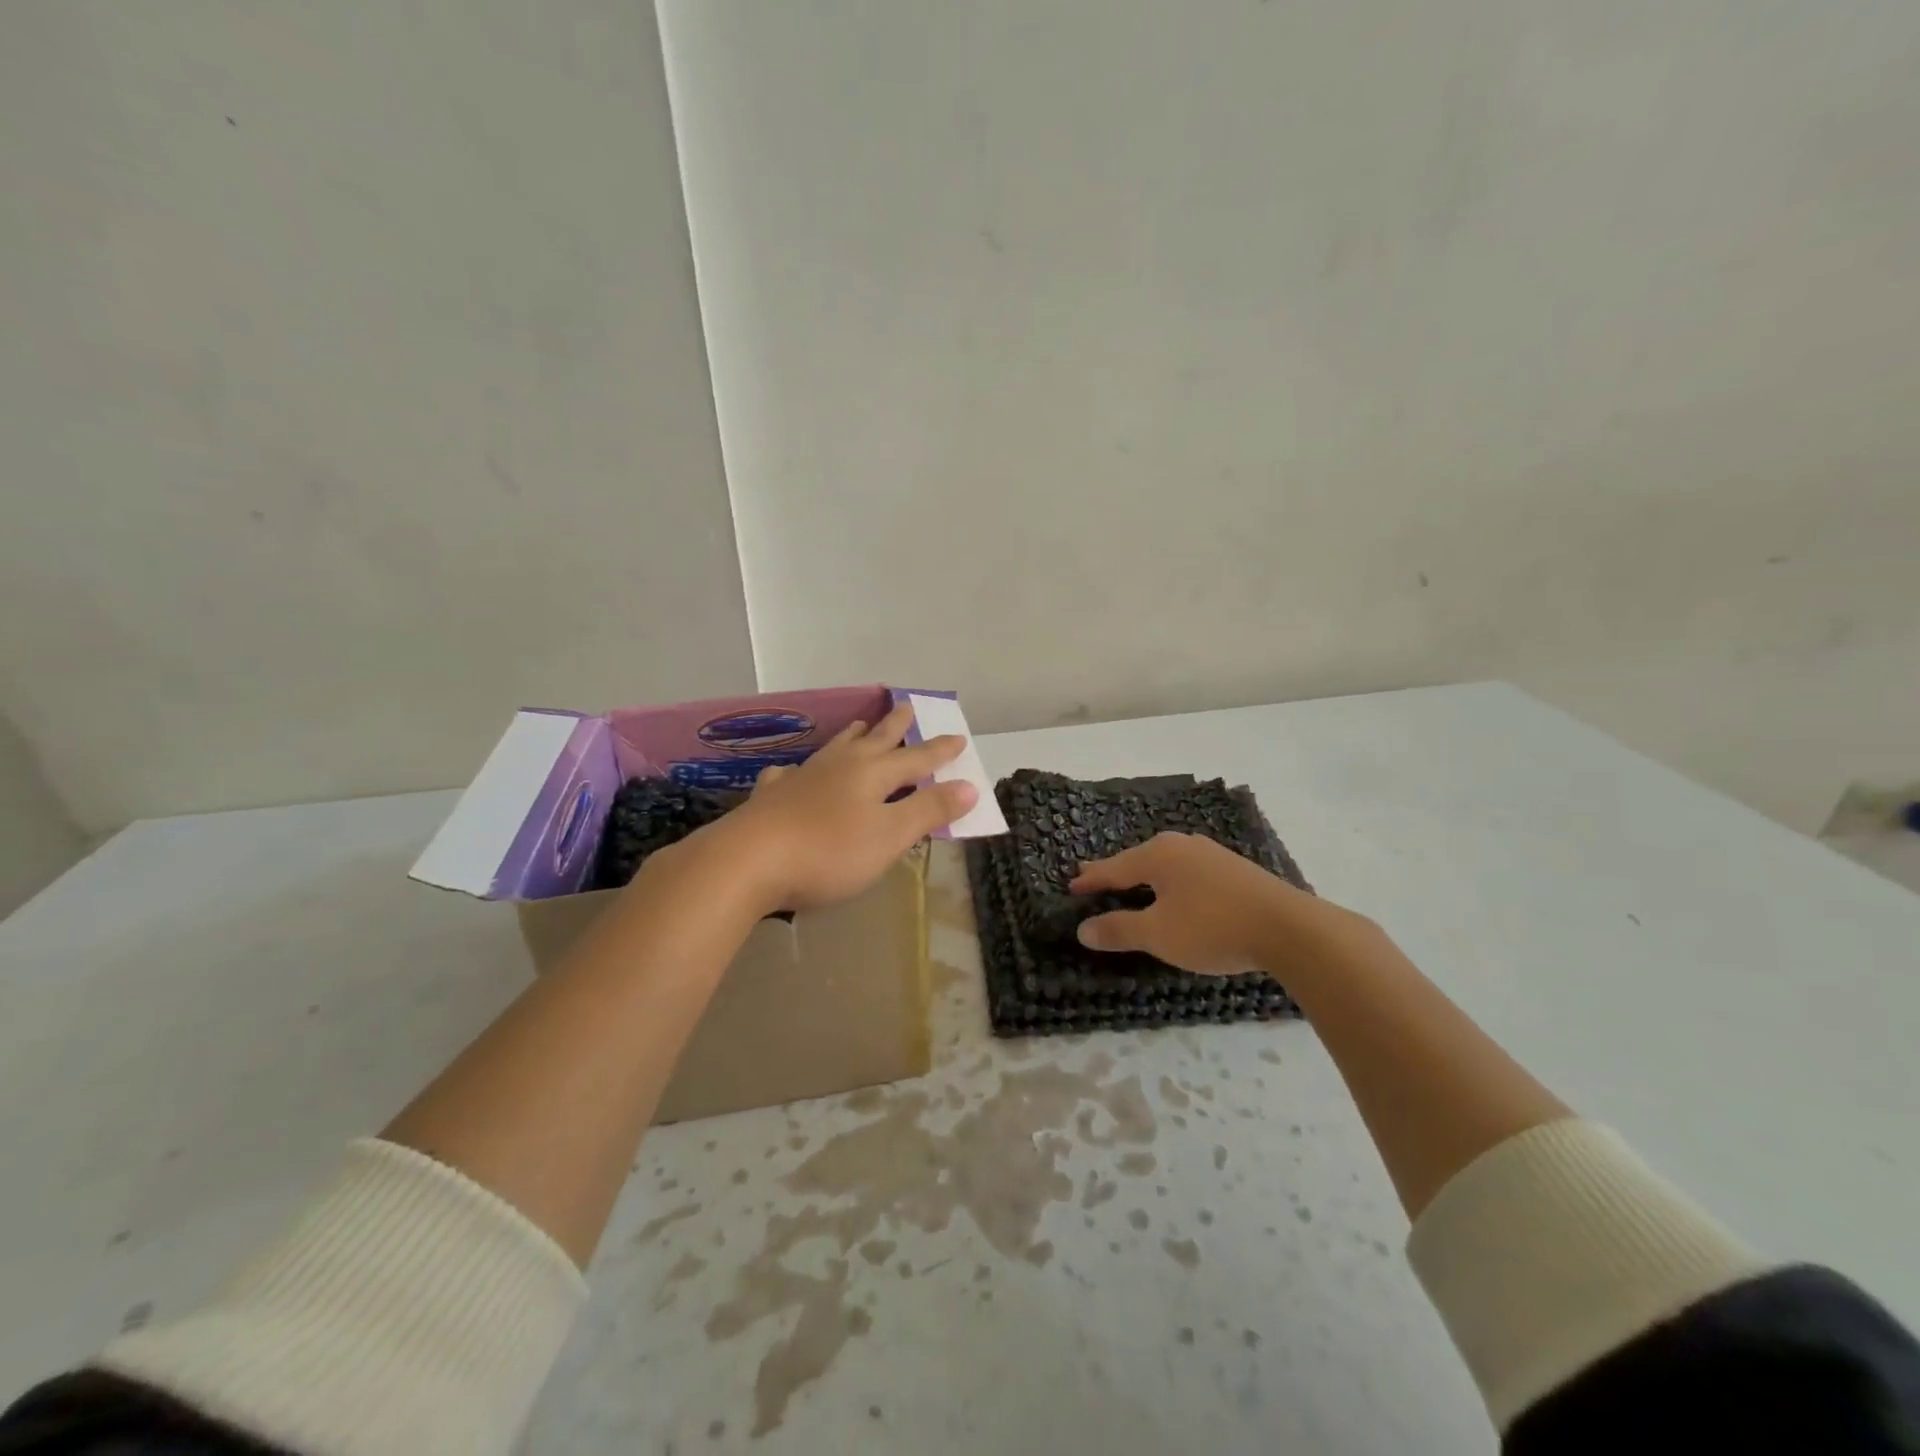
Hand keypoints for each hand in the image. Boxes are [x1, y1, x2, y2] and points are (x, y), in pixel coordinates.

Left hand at [694, 702, 976, 912]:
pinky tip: (790, 772)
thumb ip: (928, 810)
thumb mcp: (889, 836)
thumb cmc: (828, 852)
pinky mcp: (771, 797)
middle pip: (875, 741)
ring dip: (852, 737)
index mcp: (872, 774)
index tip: (959, 737)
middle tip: (906, 707)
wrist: (747, 862)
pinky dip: (797, 770)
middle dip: (895, 727)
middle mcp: (839, 767)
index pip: (916, 759)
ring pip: (834, 749)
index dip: (939, 751)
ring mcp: (801, 779)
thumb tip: (969, 786)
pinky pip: (789, 774)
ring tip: (860, 726)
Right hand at [1072, 832, 1317, 973]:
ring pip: (1165, 865)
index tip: (1071, 886)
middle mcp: (1181, 845)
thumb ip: (1119, 929)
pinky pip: (1188, 873)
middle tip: (1093, 879)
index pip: (1113, 867)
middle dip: (1116, 872)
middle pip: (1138, 860)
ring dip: (1145, 878)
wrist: (1290, 928)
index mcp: (1157, 855)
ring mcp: (1211, 854)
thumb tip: (1083, 929)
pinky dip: (1171, 883)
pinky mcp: (1234, 869)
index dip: (1091, 880)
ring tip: (1131, 885)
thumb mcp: (1158, 934)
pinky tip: (1176, 893)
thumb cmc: (1213, 927)